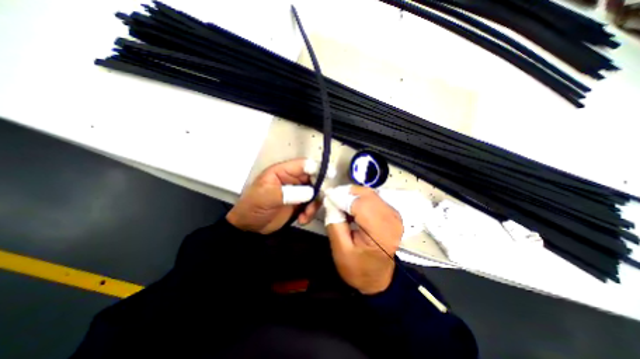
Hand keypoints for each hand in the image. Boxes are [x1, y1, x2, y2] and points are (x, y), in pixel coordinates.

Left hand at [228, 158, 321, 234]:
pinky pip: (311, 205)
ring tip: (306, 215)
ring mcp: (297, 192)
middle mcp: (292, 180)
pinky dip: (310, 212)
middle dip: (318, 191)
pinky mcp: (299, 204)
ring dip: (314, 205)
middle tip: (316, 202)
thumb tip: (311, 192)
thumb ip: (290, 193)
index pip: (303, 165)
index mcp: (283, 172)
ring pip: (315, 193)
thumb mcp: (268, 197)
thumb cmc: (254, 207)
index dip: (317, 168)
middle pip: (314, 179)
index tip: (330, 176)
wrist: (249, 227)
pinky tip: (302, 220)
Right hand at [327, 186, 401, 294]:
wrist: (378, 279)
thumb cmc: (358, 268)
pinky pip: (374, 198)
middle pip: (366, 194)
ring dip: (353, 195)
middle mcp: (392, 220)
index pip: (360, 204)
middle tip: (332, 199)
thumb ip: (335, 222)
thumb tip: (331, 201)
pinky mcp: (392, 213)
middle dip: (347, 193)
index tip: (327, 196)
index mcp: (380, 233)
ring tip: (340, 203)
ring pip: (370, 193)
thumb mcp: (340, 250)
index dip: (342, 197)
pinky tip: (352, 207)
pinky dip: (360, 198)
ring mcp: (394, 215)